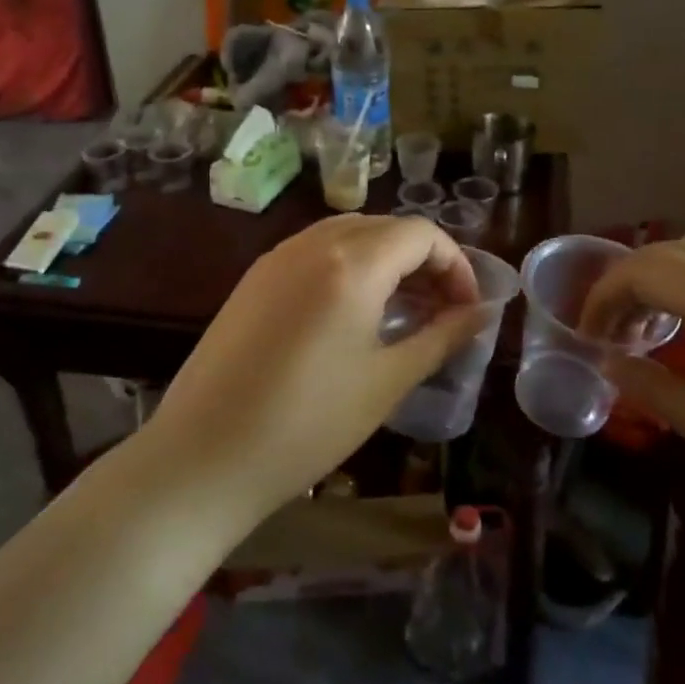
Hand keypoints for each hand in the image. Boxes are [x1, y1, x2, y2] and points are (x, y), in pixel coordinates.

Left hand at [139, 215, 488, 520]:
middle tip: (441, 311)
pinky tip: (352, 313)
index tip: (468, 309)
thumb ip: (441, 338)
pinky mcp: (254, 278)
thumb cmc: (308, 424)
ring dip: (387, 261)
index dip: (457, 264)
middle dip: (424, 261)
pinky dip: (349, 266)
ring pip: (350, 234)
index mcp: (352, 263)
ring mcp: (277, 257)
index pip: (422, 234)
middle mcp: (313, 243)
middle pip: (387, 227)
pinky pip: (315, 251)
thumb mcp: (387, 381)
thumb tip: (481, 314)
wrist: (203, 456)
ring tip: (402, 311)